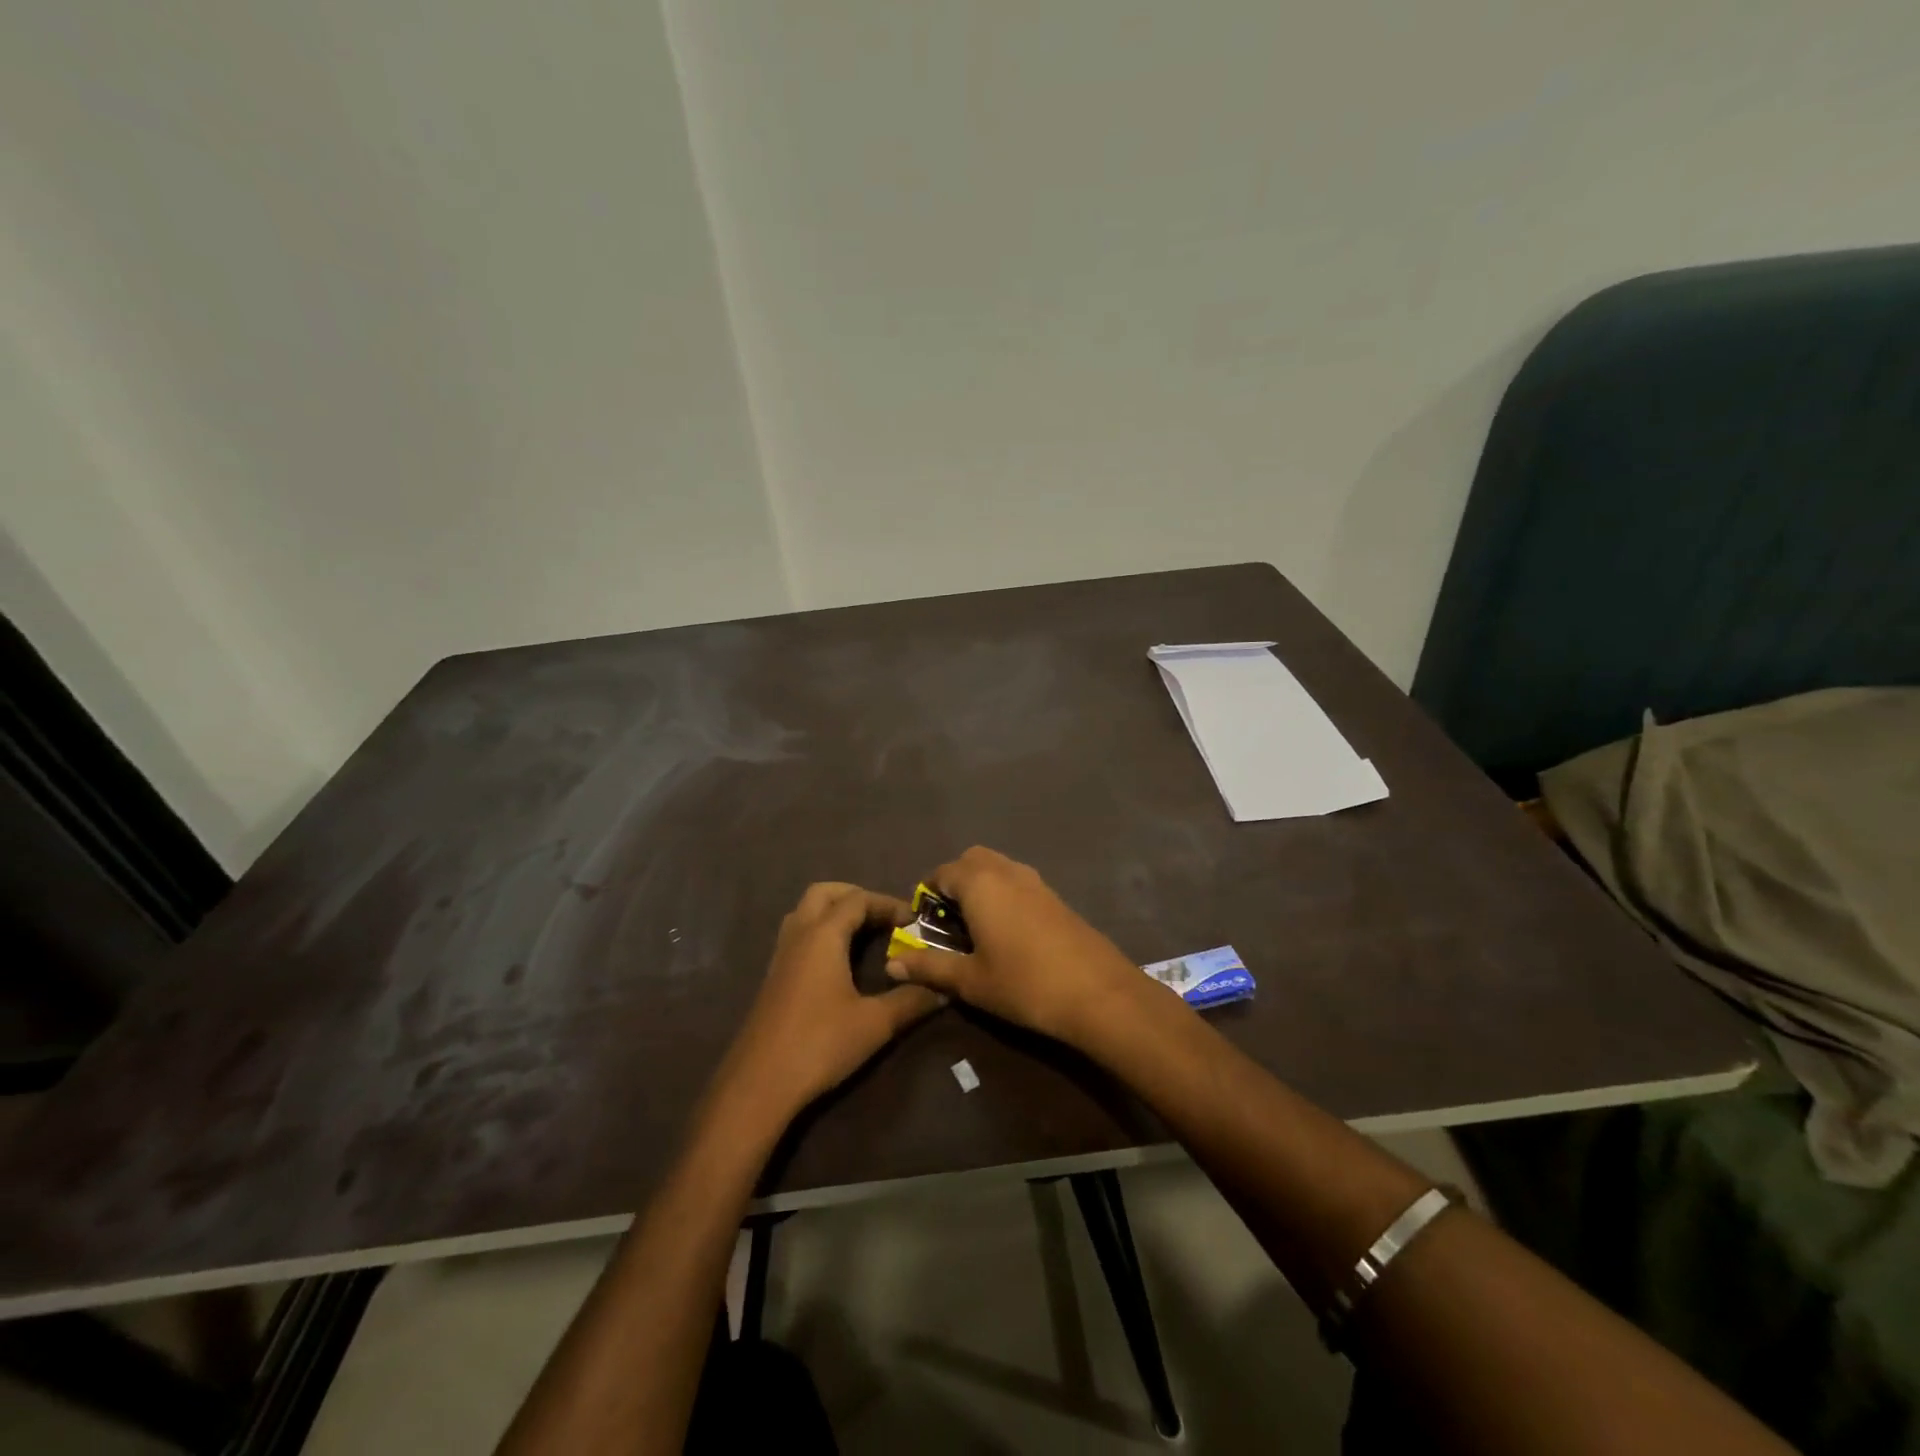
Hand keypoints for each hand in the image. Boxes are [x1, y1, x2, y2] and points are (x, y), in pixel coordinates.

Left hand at [714, 883, 946, 1124]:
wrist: (758, 1085)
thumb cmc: (819, 1045)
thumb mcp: (874, 1024)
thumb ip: (911, 1000)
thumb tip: (944, 988)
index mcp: (822, 936)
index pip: (857, 900)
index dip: (888, 903)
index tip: (914, 920)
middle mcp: (798, 935)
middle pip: (824, 893)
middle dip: (856, 896)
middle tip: (884, 916)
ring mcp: (781, 955)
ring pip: (805, 912)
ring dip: (835, 911)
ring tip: (864, 933)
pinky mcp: (774, 976)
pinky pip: (798, 934)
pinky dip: (821, 931)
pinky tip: (839, 961)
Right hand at [884, 847, 1158, 1046]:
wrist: (1098, 993)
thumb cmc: (1024, 983)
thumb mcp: (970, 980)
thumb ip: (930, 967)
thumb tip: (892, 963)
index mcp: (980, 883)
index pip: (942, 872)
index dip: (926, 894)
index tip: (921, 924)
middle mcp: (1007, 871)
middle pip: (971, 860)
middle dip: (954, 881)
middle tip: (948, 921)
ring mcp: (1036, 881)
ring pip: (998, 867)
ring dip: (981, 886)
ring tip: (975, 928)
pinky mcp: (1056, 896)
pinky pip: (1018, 881)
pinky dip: (1004, 893)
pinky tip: (1008, 933)